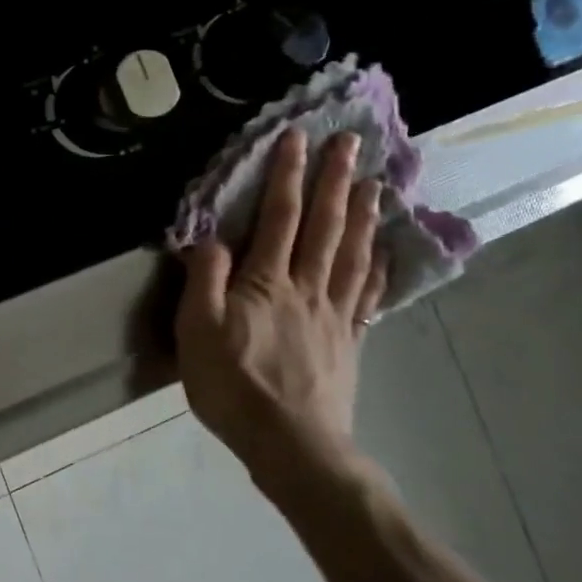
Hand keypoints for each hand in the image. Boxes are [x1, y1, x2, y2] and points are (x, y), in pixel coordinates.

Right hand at [175, 128, 387, 504]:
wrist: (291, 444)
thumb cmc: (232, 386)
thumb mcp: (197, 332)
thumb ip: (204, 281)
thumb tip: (210, 238)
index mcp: (266, 282)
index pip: (278, 218)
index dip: (287, 176)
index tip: (297, 138)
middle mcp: (306, 286)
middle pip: (324, 225)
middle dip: (334, 180)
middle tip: (350, 143)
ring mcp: (334, 312)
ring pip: (351, 251)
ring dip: (362, 213)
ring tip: (374, 181)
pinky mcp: (350, 339)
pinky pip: (366, 292)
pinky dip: (377, 264)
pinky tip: (384, 248)